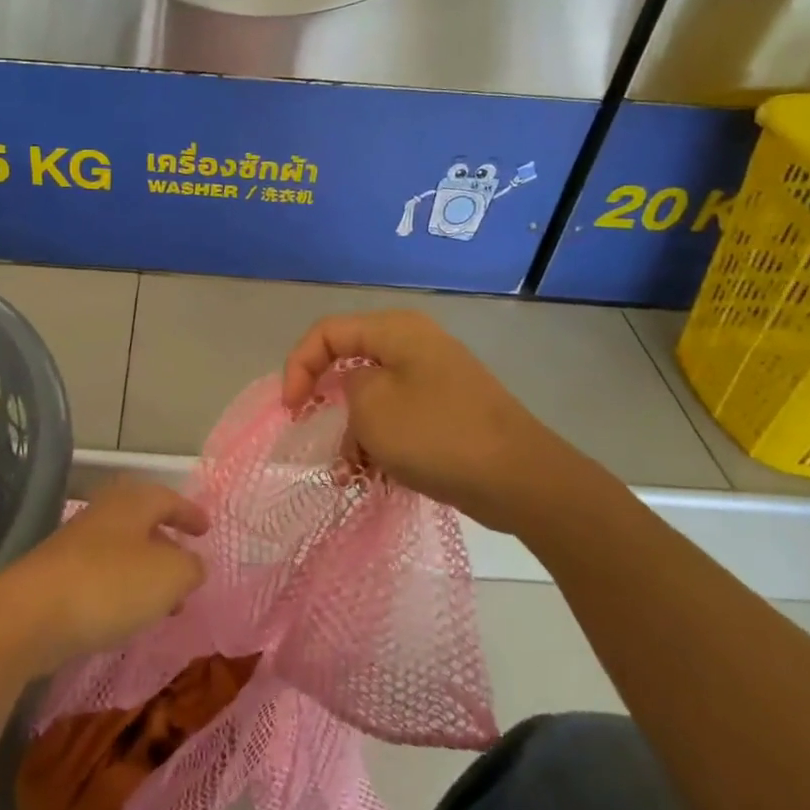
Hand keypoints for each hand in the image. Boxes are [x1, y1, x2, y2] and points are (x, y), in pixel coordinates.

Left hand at [0, 478, 205, 672]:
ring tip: (167, 606)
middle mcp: (102, 515)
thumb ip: (190, 567)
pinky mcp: (57, 578)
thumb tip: (193, 564)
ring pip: (123, 552)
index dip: (189, 513)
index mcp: (131, 503)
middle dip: (167, 546)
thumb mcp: (169, 575)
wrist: (31, 616)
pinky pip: (102, 577)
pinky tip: (129, 617)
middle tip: (188, 570)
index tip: (206, 530)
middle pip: (142, 523)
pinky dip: (123, 591)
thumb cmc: (110, 584)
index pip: (167, 498)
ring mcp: (76, 546)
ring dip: (147, 574)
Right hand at [281, 311, 581, 527]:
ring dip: (353, 431)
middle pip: (350, 362)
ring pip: (373, 396)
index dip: (298, 366)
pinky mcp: (448, 411)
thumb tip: (355, 390)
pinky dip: (380, 442)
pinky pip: (399, 418)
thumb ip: (345, 387)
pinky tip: (371, 476)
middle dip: (324, 400)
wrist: (519, 478)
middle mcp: (416, 345)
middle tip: (309, 430)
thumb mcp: (371, 407)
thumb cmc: (436, 434)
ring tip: (347, 471)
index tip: (290, 409)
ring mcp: (435, 379)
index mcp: (396, 330)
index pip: (327, 332)